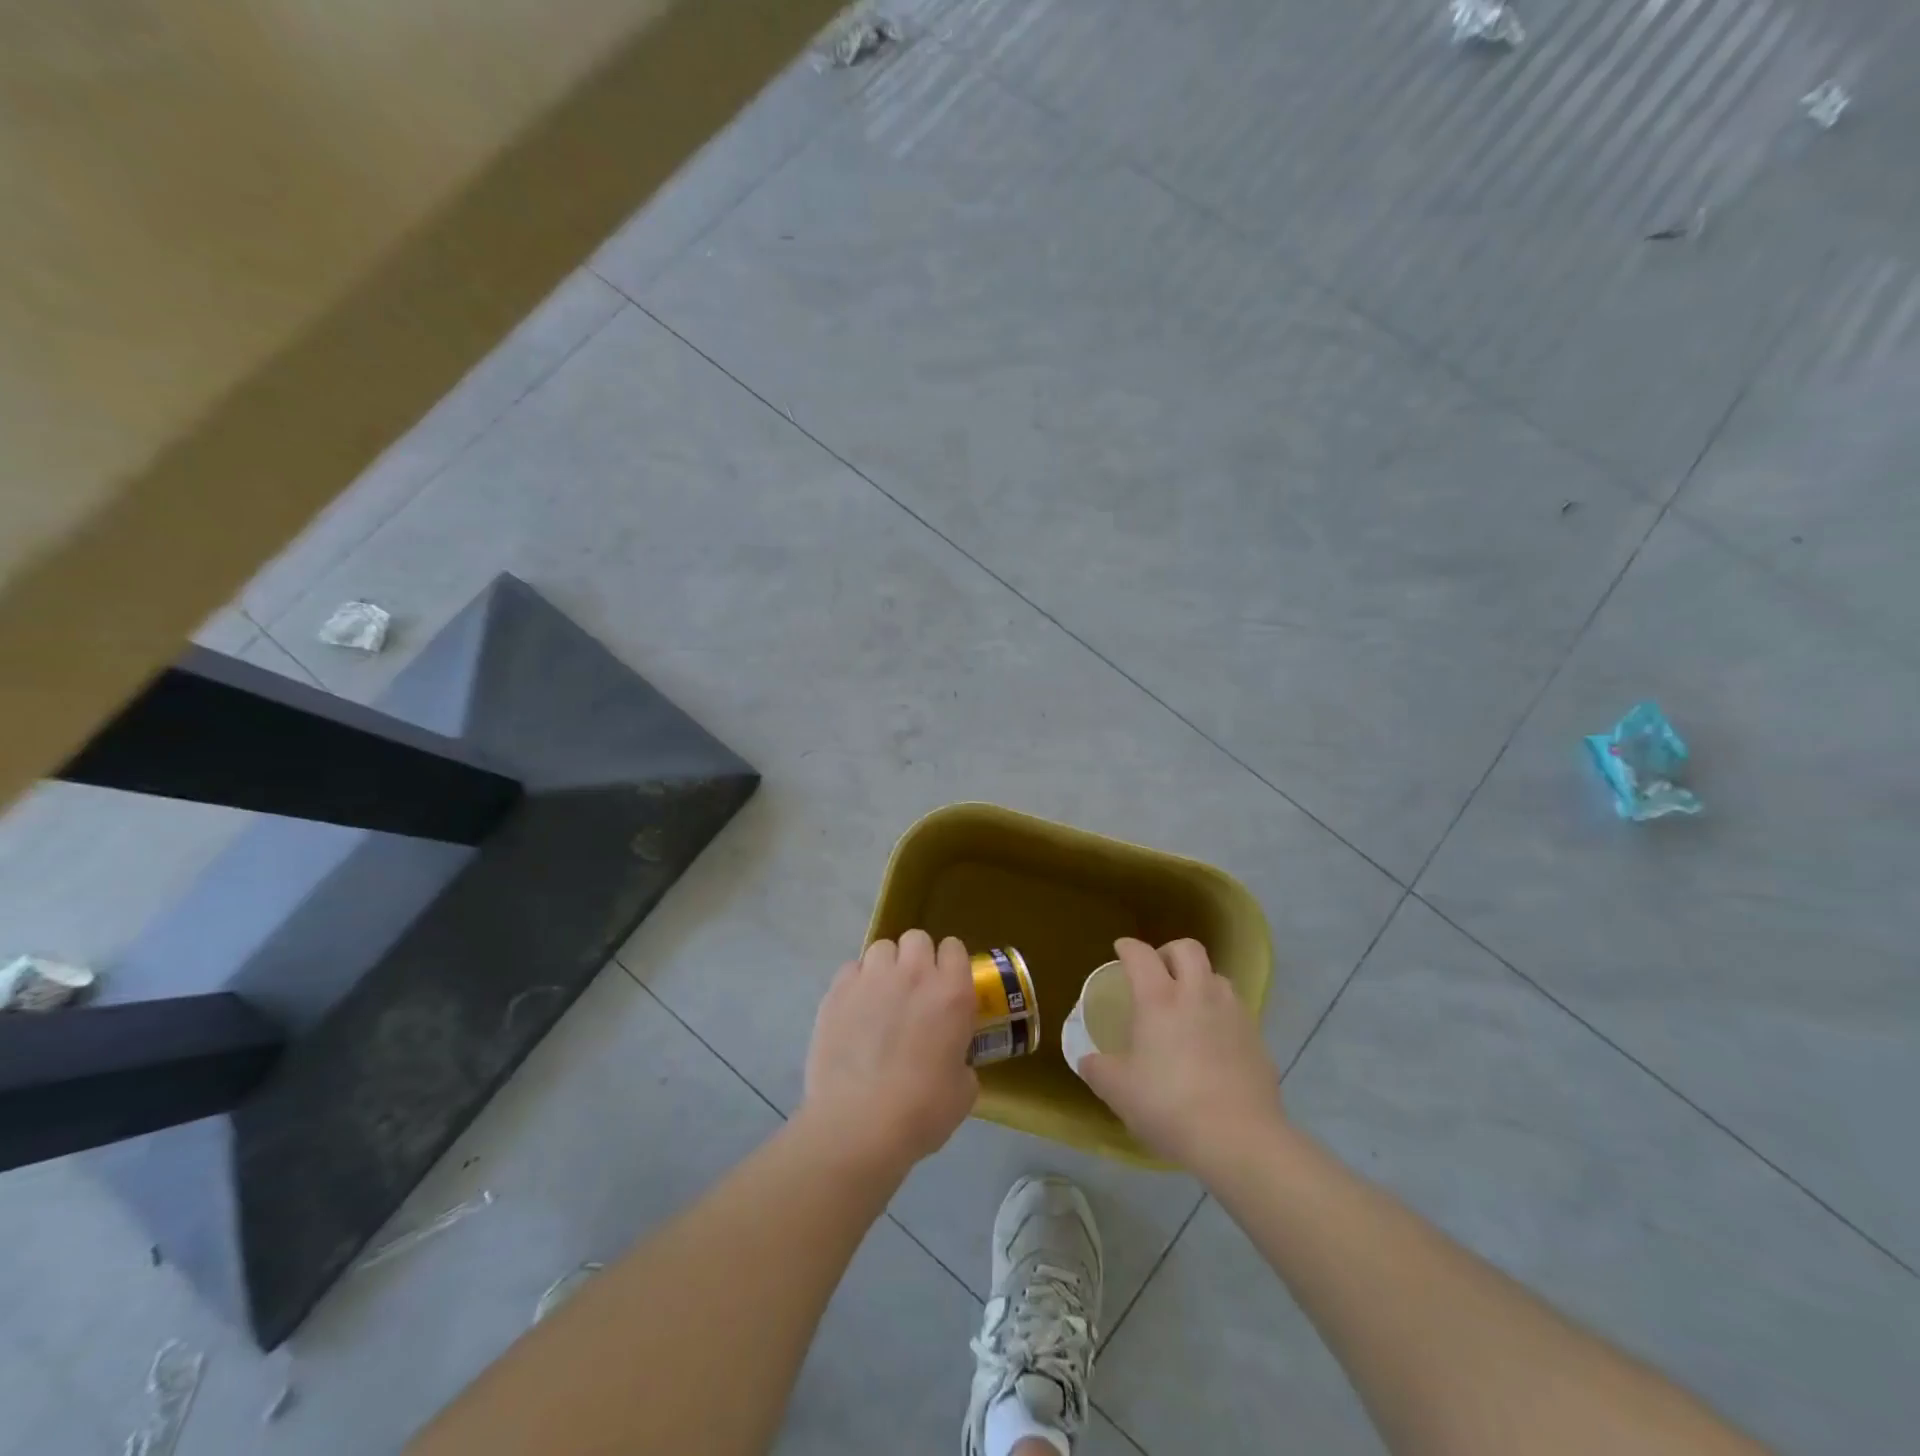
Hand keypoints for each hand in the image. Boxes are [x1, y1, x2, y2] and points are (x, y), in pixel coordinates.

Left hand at [800, 930, 978, 1176]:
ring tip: (880, 998)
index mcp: (952, 992)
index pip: (954, 948)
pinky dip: (856, 983)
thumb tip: (952, 1059)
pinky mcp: (837, 991)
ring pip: (881, 948)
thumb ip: (961, 1059)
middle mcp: (913, 973)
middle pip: (916, 938)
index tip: (946, 986)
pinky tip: (854, 1012)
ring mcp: (872, 978)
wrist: (859, 1125)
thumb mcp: (963, 1089)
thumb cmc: (921, 1111)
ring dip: (885, 967)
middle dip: (916, 958)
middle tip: (913, 991)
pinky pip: (851, 969)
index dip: (950, 964)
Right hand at [1079, 938, 1284, 1173]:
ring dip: (1200, 981)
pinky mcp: (1257, 1039)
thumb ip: (1098, 1070)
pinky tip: (1213, 1043)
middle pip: (1187, 949)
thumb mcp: (1118, 1091)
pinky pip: (1236, 1011)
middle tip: (1158, 973)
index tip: (1121, 950)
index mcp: (1159, 998)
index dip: (1128, 947)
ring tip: (1189, 1007)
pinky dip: (1220, 1014)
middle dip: (1169, 952)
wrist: (1240, 1139)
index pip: (1141, 955)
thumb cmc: (1169, 1106)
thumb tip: (1089, 1061)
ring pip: (1217, 977)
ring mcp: (1233, 1013)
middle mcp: (1198, 994)